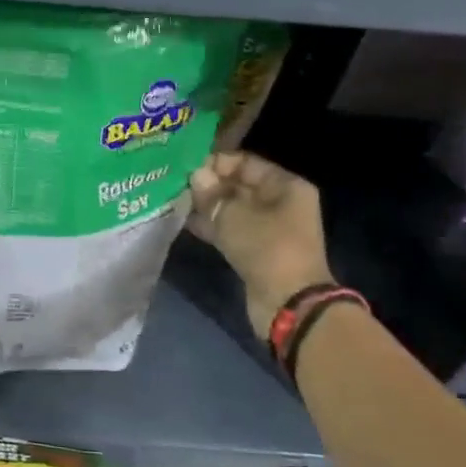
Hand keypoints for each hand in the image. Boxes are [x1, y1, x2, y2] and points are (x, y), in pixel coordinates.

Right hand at [187, 152, 333, 340]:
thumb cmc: (267, 248)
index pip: (246, 162)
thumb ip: (212, 193)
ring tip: (176, 200)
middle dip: (209, 185)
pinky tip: (185, 222)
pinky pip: (231, 230)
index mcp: (286, 186)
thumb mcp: (234, 215)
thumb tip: (197, 175)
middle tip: (176, 183)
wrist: (289, 304)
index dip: (216, 162)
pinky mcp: (256, 250)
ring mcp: (269, 229)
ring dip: (207, 207)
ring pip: (232, 209)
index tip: (187, 166)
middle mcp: (280, 203)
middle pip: (239, 186)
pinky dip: (212, 226)